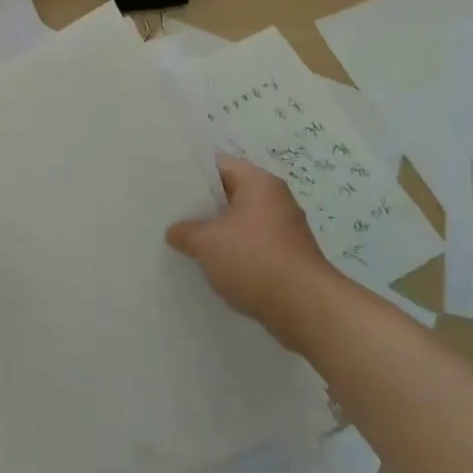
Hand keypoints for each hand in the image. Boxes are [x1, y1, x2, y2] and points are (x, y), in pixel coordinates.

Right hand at [166, 154, 348, 350]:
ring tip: (184, 240)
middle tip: (170, 212)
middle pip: (230, 193)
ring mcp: (284, 230)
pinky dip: (233, 252)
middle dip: (201, 205)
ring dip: (217, 231)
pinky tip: (211, 265)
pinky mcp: (287, 257)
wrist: (305, 308)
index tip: (167, 183)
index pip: (220, 164)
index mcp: (259, 183)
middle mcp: (276, 200)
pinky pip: (252, 245)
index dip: (192, 173)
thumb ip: (185, 231)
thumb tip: (175, 232)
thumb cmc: (253, 260)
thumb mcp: (206, 242)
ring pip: (240, 222)